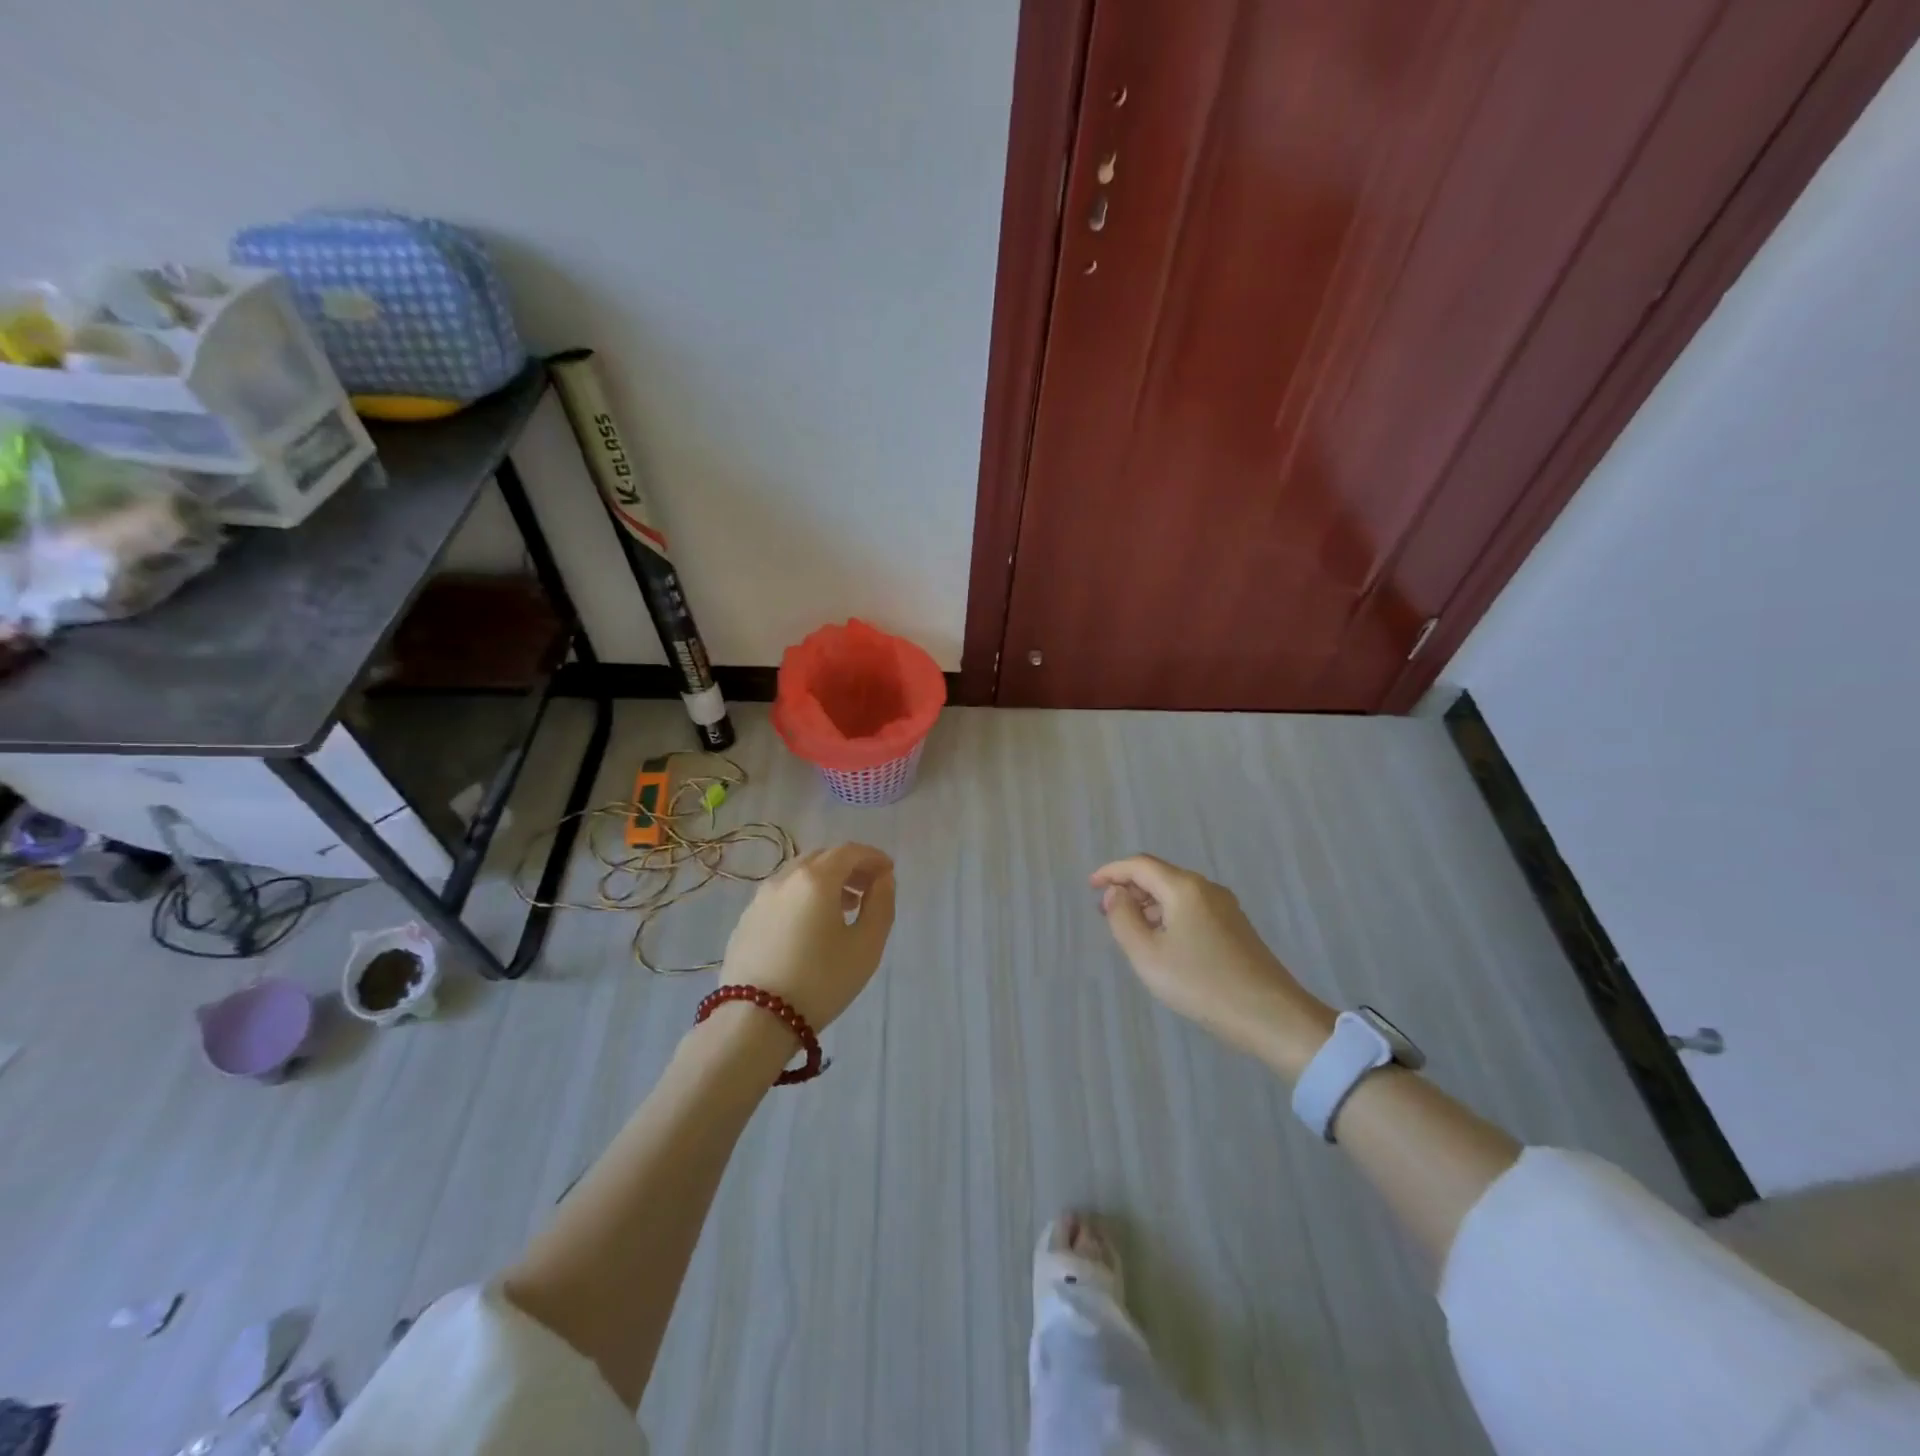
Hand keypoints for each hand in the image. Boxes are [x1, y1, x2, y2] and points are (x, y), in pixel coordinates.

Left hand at [720, 843, 896, 1031]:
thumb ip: (881, 905)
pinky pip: (782, 895)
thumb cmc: (821, 981)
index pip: (849, 851)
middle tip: (869, 888)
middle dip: (850, 866)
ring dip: (826, 882)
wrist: (755, 1021)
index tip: (889, 871)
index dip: (873, 857)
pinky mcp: (746, 921)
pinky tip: (811, 926)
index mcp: (816, 879)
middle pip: (822, 858)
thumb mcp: (866, 946)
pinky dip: (803, 897)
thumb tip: (882, 879)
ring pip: (799, 875)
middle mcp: (785, 879)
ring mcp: (760, 899)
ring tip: (844, 908)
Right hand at [1091, 854, 1332, 1072]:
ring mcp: (1225, 907)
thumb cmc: (1202, 984)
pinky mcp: (1236, 927)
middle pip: (1159, 875)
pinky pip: (1191, 908)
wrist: (1271, 1016)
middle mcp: (1206, 888)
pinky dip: (1168, 915)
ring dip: (1148, 904)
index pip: (1139, 865)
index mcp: (1184, 888)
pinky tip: (1162, 942)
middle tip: (1105, 911)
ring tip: (1129, 929)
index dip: (1111, 871)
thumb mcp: (1148, 955)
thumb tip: (1116, 894)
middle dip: (1129, 888)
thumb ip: (1123, 919)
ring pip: (1176, 893)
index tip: (1090, 886)